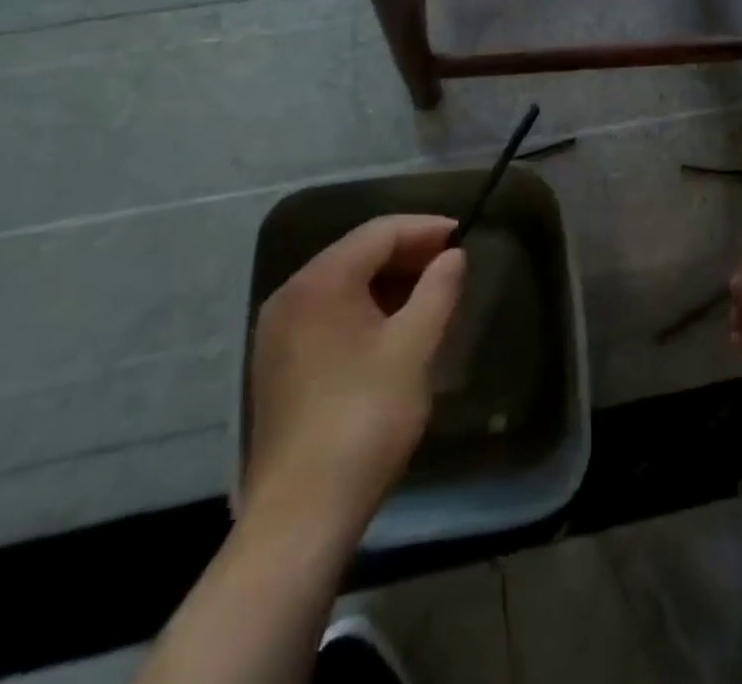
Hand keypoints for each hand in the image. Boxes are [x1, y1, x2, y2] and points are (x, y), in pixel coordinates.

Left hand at [244, 214, 465, 531]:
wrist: (301, 514)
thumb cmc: (365, 417)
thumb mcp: (415, 347)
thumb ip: (438, 290)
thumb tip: (453, 257)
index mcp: (320, 282)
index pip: (379, 232)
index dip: (424, 228)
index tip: (463, 235)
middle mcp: (291, 295)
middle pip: (357, 253)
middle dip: (407, 253)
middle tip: (451, 263)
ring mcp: (278, 331)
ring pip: (342, 284)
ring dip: (388, 281)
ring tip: (430, 292)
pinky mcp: (278, 364)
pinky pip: (328, 313)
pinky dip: (365, 307)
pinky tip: (393, 326)